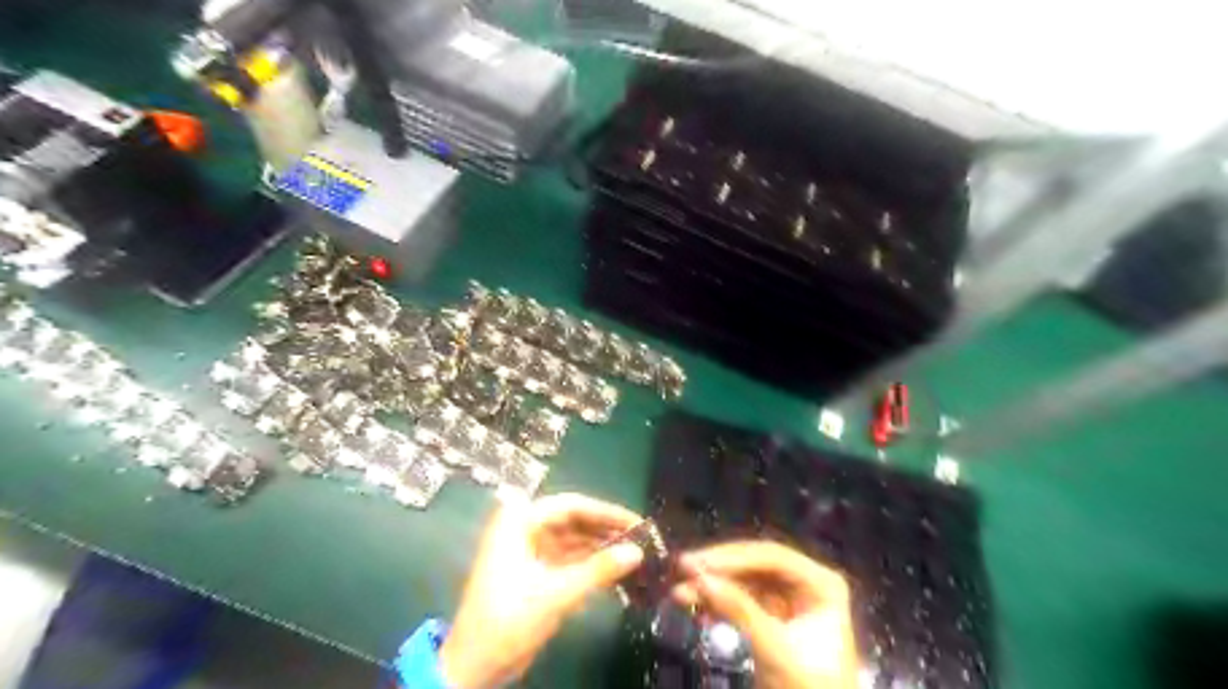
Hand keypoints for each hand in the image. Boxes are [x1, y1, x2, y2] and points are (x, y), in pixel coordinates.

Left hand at [438, 494, 644, 688]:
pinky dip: (590, 564)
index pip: (571, 506)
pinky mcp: (535, 572)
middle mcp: (524, 528)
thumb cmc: (509, 620)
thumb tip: (638, 551)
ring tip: (635, 554)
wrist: (474, 666)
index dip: (606, 512)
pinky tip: (616, 570)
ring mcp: (529, 551)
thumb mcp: (556, 594)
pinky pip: (568, 559)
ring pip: (573, 540)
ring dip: (600, 547)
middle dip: (605, 530)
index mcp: (520, 521)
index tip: (638, 522)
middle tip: (641, 539)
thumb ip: (598, 570)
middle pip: (573, 520)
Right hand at [675, 543, 854, 688]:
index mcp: (821, 583)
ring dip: (713, 585)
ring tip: (680, 592)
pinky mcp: (773, 618)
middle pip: (755, 565)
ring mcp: (790, 600)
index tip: (697, 562)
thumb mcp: (775, 649)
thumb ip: (739, 611)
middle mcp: (807, 583)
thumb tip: (701, 579)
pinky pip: (742, 600)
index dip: (732, 557)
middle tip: (682, 568)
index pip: (772, 557)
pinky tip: (696, 606)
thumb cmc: (808, 686)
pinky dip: (720, 603)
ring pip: (745, 581)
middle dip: (719, 569)